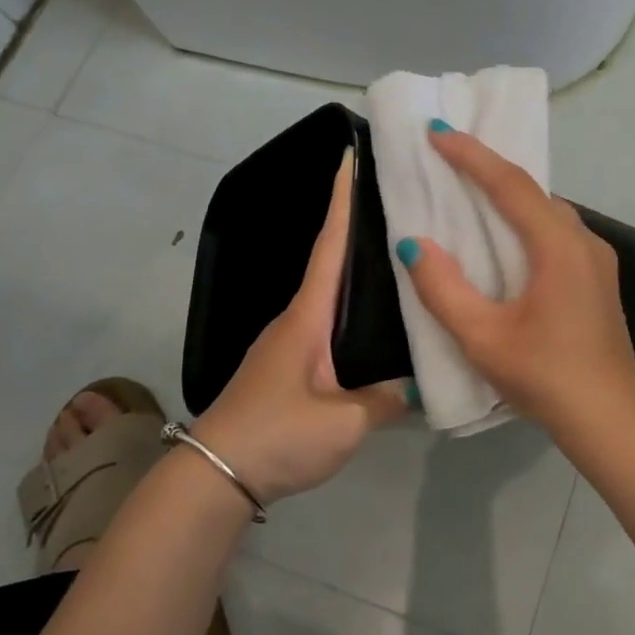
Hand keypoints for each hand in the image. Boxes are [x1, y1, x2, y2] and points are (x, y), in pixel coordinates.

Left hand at [194, 149, 404, 502]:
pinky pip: (329, 326)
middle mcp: (296, 320)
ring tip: (401, 259)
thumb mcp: (345, 421)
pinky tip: (379, 324)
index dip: (341, 201)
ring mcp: (289, 344)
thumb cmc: (278, 435)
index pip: (329, 246)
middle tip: (401, 205)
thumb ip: (388, 398)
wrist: (215, 477)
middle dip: (359, 227)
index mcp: (308, 317)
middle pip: (331, 262)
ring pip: (331, 297)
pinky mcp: (289, 368)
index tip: (351, 157)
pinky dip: (353, 311)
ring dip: (358, 273)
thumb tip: (418, 386)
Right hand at [398, 127, 634, 433]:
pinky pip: (559, 233)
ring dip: (511, 197)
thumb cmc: (544, 376)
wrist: (609, 417)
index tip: (437, 132)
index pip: (510, 184)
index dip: (471, 155)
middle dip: (490, 169)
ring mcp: (598, 259)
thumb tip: (414, 244)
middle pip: (533, 191)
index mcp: (558, 246)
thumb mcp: (482, 337)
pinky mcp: (599, 279)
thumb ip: (443, 289)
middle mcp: (584, 241)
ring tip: (472, 193)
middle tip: (449, 158)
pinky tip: (507, 239)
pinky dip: (528, 222)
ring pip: (549, 212)